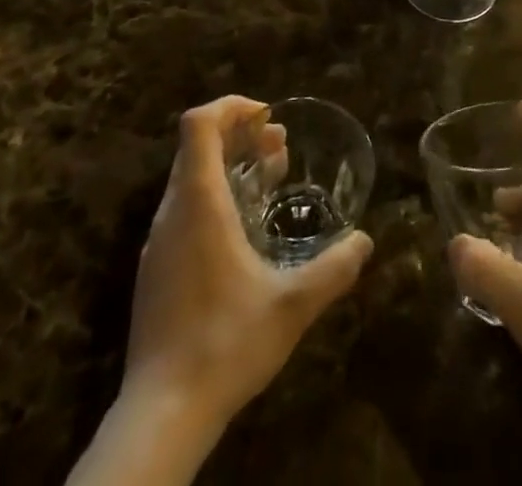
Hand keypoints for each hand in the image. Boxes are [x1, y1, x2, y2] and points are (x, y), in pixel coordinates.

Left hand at [125, 96, 372, 427]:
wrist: (160, 415)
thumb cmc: (224, 344)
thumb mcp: (291, 306)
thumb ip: (333, 269)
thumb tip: (365, 240)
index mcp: (198, 202)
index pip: (199, 123)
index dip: (232, 107)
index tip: (268, 117)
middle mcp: (172, 211)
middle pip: (197, 145)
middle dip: (239, 135)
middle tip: (279, 146)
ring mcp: (159, 241)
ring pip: (190, 177)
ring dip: (229, 165)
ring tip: (270, 178)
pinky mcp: (156, 268)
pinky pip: (184, 207)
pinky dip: (215, 195)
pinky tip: (245, 229)